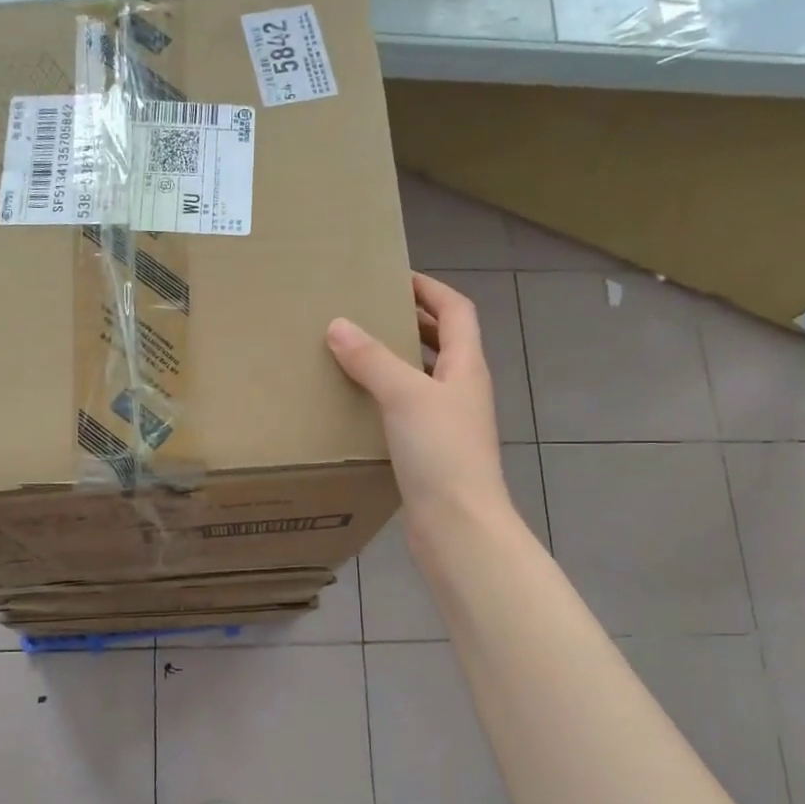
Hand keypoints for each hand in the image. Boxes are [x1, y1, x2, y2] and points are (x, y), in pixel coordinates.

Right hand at [326, 272, 510, 536]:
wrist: (458, 525)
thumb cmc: (441, 452)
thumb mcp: (404, 396)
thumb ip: (372, 359)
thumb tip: (338, 324)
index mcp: (466, 367)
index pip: (456, 311)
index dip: (430, 290)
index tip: (394, 278)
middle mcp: (462, 391)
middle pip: (443, 343)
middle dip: (411, 323)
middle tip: (369, 313)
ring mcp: (449, 424)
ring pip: (424, 379)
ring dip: (397, 362)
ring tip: (356, 354)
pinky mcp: (432, 453)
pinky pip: (409, 412)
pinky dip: (387, 399)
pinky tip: (359, 407)